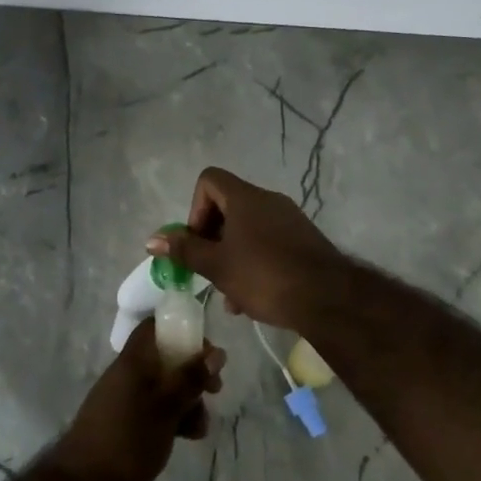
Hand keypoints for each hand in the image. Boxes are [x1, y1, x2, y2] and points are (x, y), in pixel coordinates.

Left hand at [47, 319, 224, 480]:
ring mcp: (126, 400)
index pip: (155, 326)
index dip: (182, 329)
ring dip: (188, 401)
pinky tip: (189, 437)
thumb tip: (216, 352)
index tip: (207, 349)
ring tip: (200, 426)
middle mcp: (129, 374)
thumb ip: (190, 378)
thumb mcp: (166, 407)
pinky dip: (175, 418)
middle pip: (166, 358)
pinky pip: (157, 410)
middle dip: (194, 372)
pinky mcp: (127, 423)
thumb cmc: (127, 439)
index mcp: (133, 361)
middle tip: (215, 389)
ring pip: (165, 388)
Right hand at [147, 167, 343, 328]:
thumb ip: (184, 250)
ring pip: (247, 230)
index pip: (209, 180)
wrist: (328, 298)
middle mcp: (268, 201)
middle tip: (207, 270)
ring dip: (231, 256)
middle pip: (227, 207)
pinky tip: (251, 299)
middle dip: (211, 239)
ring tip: (228, 295)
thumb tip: (152, 239)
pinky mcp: (303, 240)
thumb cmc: (264, 276)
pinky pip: (268, 243)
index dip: (195, 208)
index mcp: (245, 198)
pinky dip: (253, 262)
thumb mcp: (217, 266)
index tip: (197, 241)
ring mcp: (289, 220)